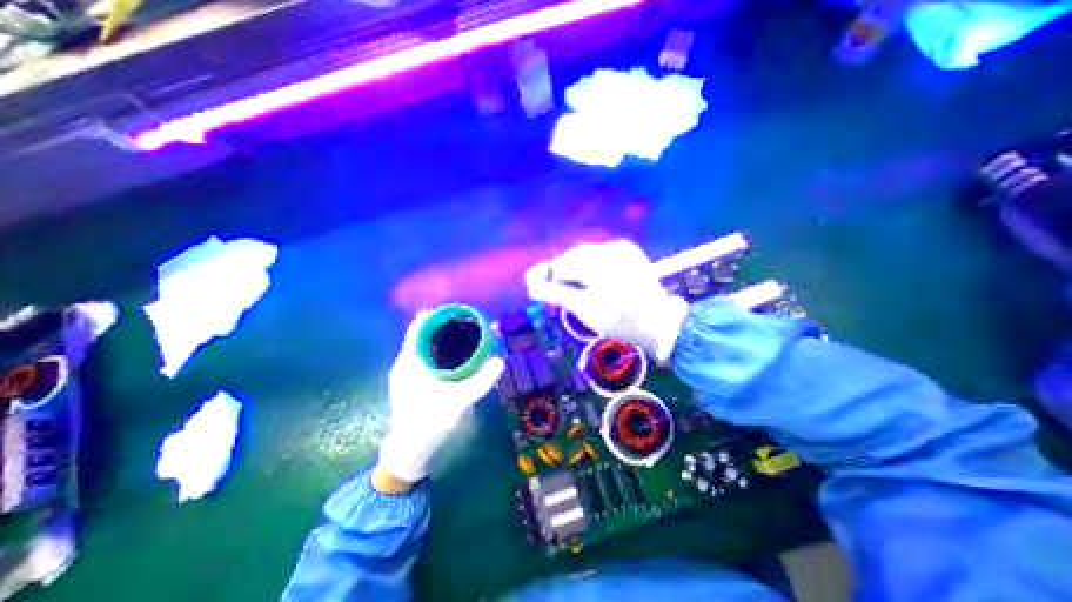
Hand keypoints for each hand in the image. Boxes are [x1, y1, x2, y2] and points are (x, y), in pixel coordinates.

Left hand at [376, 312, 507, 485]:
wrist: (410, 451)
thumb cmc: (430, 423)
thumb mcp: (459, 402)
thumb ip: (480, 381)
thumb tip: (500, 361)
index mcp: (409, 363)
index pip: (418, 329)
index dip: (435, 317)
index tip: (455, 312)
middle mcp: (404, 364)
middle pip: (422, 336)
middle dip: (441, 327)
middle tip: (465, 324)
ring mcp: (405, 375)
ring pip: (422, 348)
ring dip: (439, 340)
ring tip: (461, 337)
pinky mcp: (409, 384)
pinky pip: (423, 359)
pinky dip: (437, 352)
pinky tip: (452, 358)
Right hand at [527, 238, 690, 361]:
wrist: (660, 324)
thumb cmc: (621, 321)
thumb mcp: (585, 310)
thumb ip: (557, 294)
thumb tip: (533, 287)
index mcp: (599, 263)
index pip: (562, 264)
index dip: (544, 274)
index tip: (529, 283)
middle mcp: (610, 248)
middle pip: (572, 257)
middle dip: (558, 271)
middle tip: (545, 286)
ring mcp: (621, 248)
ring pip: (585, 254)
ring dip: (572, 268)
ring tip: (563, 284)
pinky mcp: (628, 252)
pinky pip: (599, 255)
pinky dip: (587, 265)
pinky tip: (584, 278)